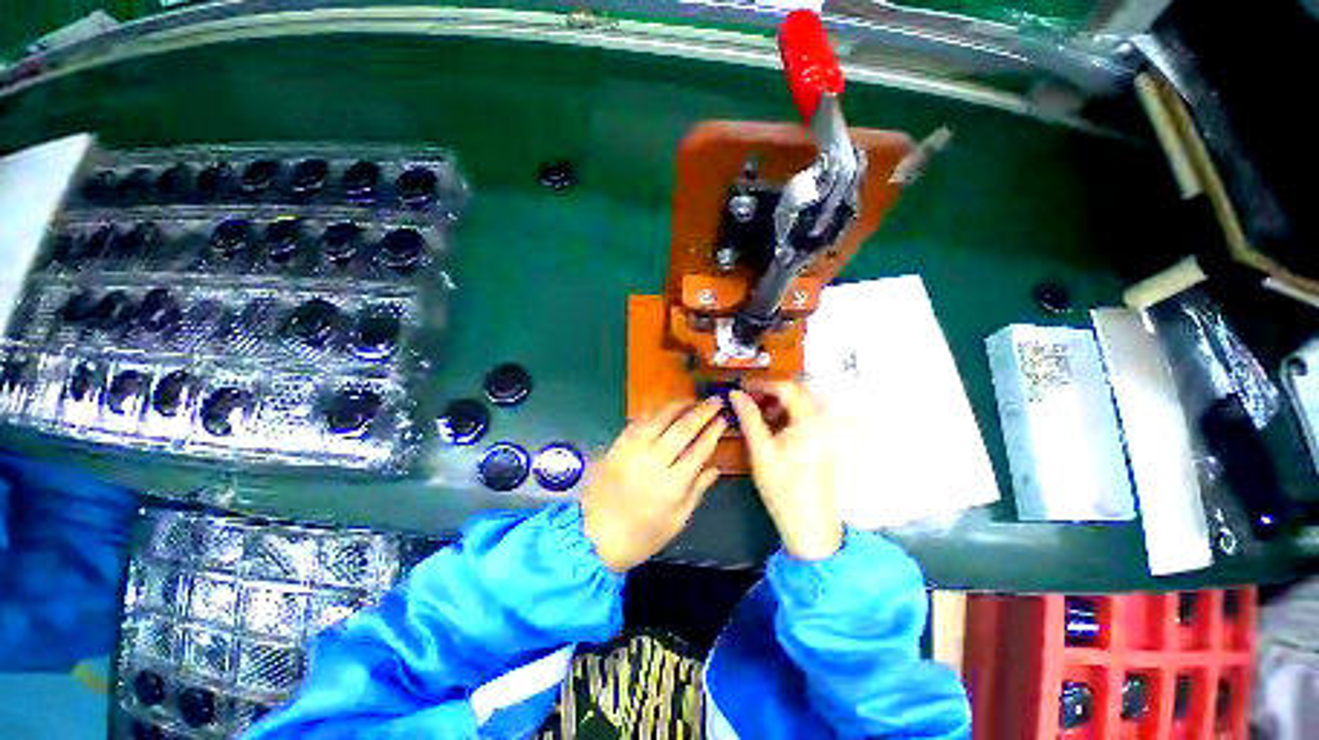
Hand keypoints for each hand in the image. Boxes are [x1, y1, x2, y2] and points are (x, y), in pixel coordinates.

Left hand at [581, 400, 725, 571]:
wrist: (593, 537)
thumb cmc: (641, 536)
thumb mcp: (676, 521)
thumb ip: (697, 491)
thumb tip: (716, 467)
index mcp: (672, 484)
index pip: (699, 449)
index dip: (713, 431)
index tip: (723, 418)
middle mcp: (654, 461)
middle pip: (682, 429)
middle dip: (702, 412)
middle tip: (715, 400)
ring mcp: (633, 450)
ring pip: (660, 419)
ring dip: (678, 406)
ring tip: (693, 400)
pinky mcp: (617, 446)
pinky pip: (638, 423)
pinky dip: (654, 413)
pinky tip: (665, 410)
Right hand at [730, 382, 841, 560]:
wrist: (810, 526)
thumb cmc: (782, 487)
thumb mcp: (760, 450)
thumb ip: (748, 417)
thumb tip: (735, 393)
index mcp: (808, 420)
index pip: (786, 388)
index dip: (762, 383)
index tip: (741, 386)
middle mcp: (821, 422)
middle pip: (797, 393)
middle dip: (770, 392)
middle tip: (748, 399)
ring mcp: (825, 433)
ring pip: (801, 406)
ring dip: (778, 404)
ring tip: (756, 414)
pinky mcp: (824, 444)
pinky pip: (805, 419)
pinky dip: (787, 417)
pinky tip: (771, 428)